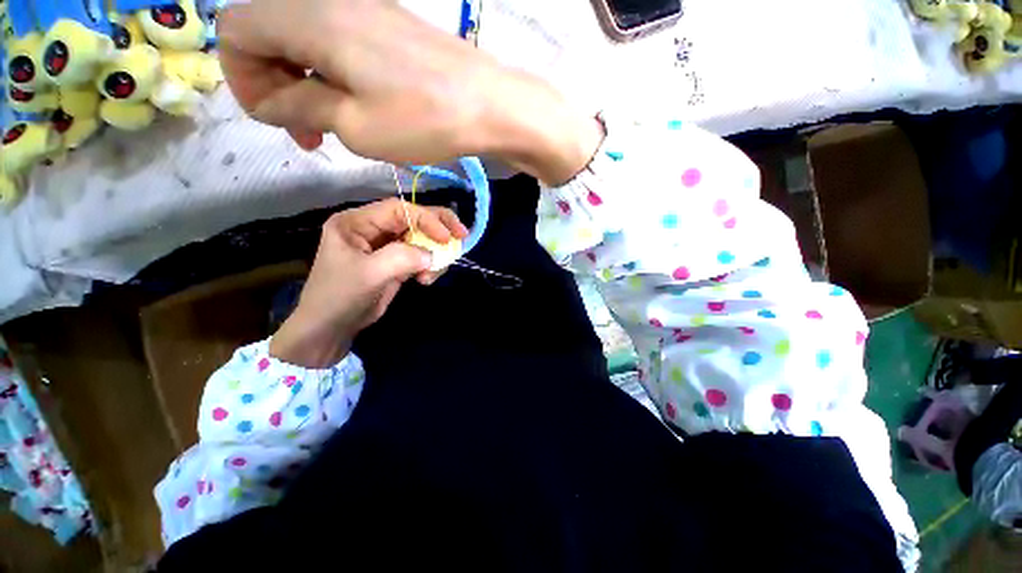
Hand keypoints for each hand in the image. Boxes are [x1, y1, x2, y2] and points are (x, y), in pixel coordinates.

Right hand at [217, 0, 602, 184]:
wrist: (490, 106)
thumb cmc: (425, 120)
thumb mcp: (354, 126)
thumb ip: (300, 108)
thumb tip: (273, 101)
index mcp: (310, 18)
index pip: (235, 31)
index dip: (242, 78)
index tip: (278, 121)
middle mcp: (330, 2)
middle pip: (268, 33)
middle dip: (273, 85)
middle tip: (308, 134)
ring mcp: (363, 11)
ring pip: (305, 41)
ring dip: (306, 84)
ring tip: (335, 127)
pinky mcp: (388, 27)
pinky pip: (339, 44)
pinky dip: (334, 76)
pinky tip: (359, 107)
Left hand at [270, 199, 467, 367]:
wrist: (331, 328)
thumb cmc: (340, 296)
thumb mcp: (369, 274)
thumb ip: (401, 258)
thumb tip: (432, 255)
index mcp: (357, 222)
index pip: (398, 209)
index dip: (426, 219)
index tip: (447, 237)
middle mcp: (373, 229)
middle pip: (413, 219)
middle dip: (439, 228)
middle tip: (462, 235)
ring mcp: (386, 247)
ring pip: (421, 239)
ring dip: (435, 253)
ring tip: (432, 274)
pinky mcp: (396, 263)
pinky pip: (421, 257)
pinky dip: (430, 266)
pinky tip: (426, 279)